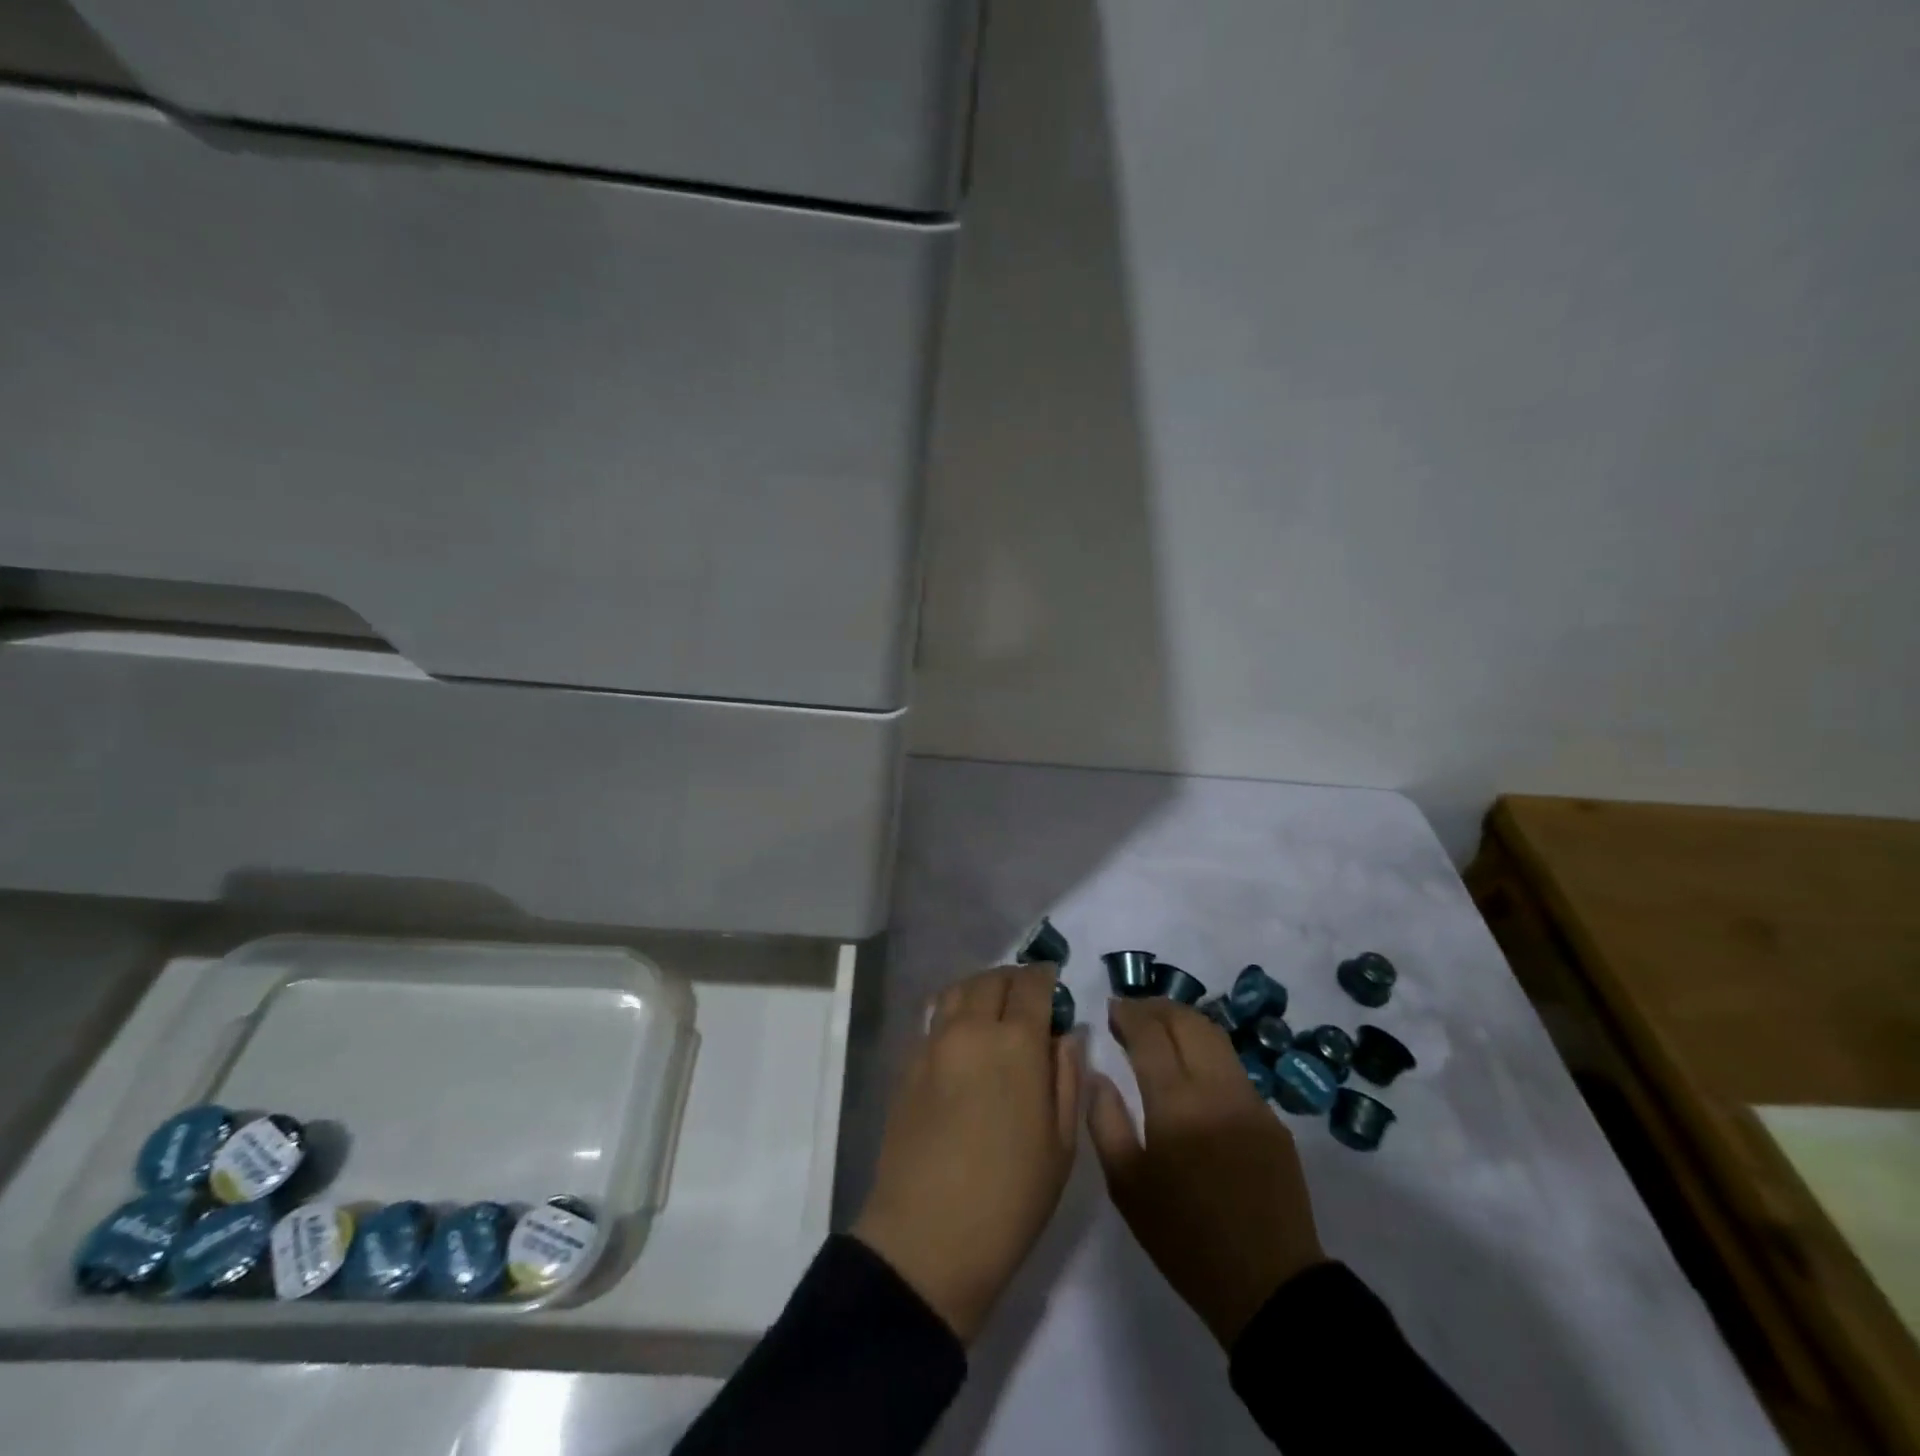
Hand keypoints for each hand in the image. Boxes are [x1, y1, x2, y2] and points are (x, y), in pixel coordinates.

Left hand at [853, 965, 1082, 1342]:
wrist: (927, 1238)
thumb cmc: (1010, 1198)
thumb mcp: (1061, 1144)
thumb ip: (1067, 1077)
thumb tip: (1069, 1034)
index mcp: (1017, 1044)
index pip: (1032, 986)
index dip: (1046, 976)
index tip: (1055, 980)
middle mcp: (972, 1029)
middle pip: (992, 979)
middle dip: (1015, 979)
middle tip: (1028, 995)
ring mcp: (934, 1043)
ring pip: (958, 989)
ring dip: (981, 987)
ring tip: (994, 1007)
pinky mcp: (908, 1062)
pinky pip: (934, 1016)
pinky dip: (954, 1008)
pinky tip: (963, 1032)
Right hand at [1088, 997, 1325, 1348]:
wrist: (1269, 1286)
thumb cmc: (1184, 1239)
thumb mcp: (1127, 1187)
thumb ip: (1105, 1121)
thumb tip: (1097, 1074)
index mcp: (1177, 1105)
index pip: (1150, 1033)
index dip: (1128, 1013)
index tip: (1111, 1009)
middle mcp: (1216, 1089)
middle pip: (1187, 1021)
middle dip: (1156, 1007)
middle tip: (1132, 1012)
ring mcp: (1250, 1100)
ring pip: (1215, 1036)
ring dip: (1184, 1021)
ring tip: (1160, 1028)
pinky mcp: (1271, 1117)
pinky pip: (1233, 1066)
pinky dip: (1206, 1050)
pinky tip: (1192, 1068)